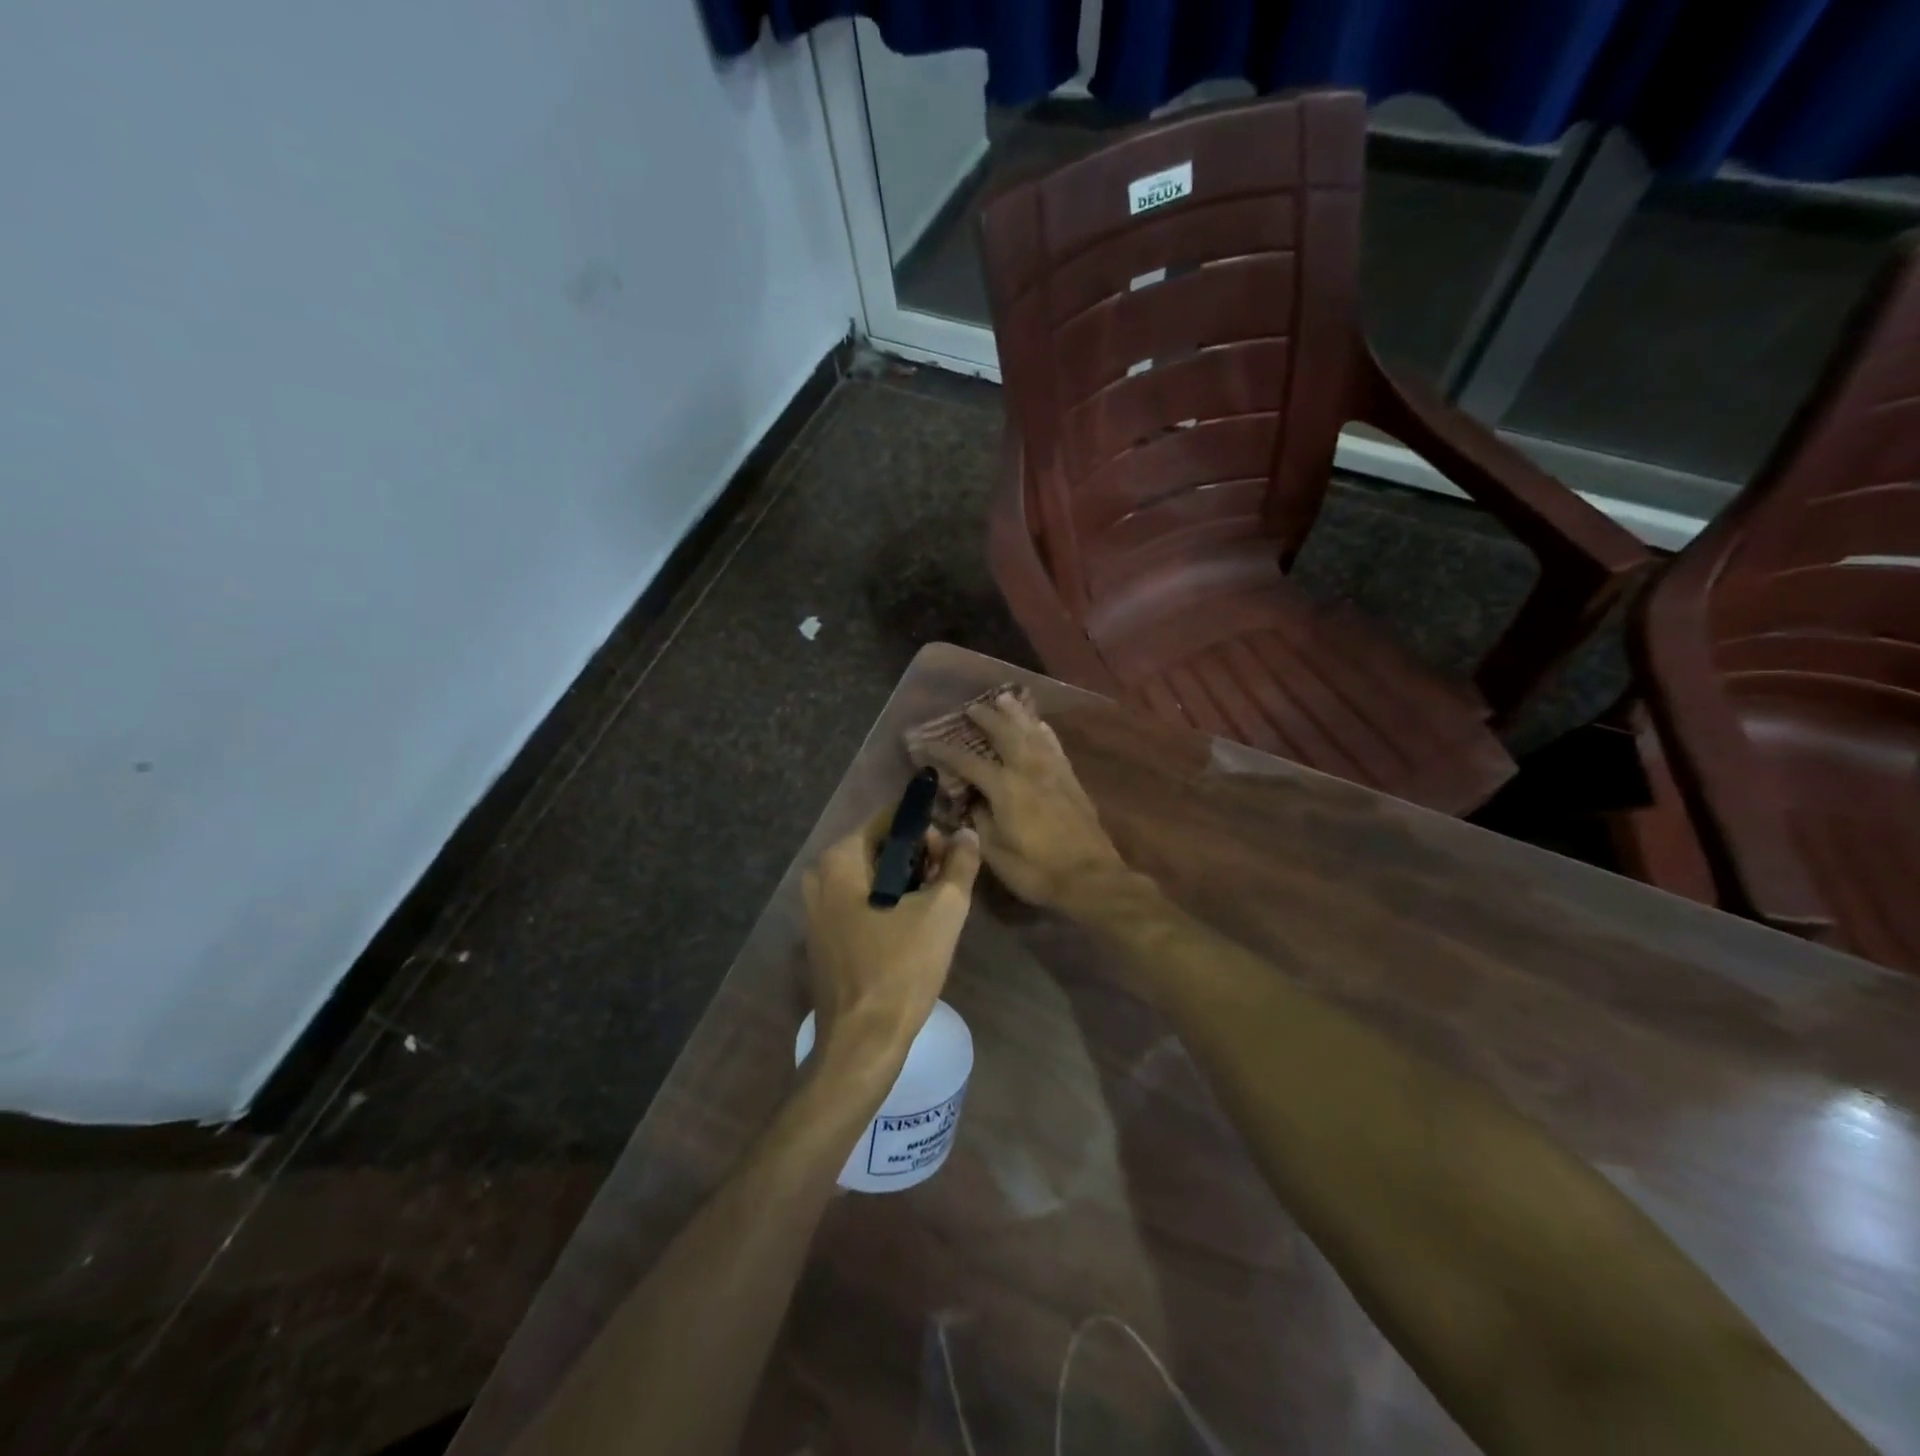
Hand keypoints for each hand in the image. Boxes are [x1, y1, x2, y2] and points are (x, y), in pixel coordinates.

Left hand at [802, 812, 980, 1066]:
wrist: (862, 1043)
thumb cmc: (901, 969)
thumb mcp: (943, 911)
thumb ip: (960, 863)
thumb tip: (966, 833)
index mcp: (840, 859)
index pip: (891, 819)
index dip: (928, 830)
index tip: (953, 856)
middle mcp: (819, 875)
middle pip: (881, 846)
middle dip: (919, 859)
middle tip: (947, 887)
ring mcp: (816, 908)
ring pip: (872, 876)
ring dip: (907, 884)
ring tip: (936, 911)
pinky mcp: (823, 936)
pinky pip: (860, 902)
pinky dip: (888, 905)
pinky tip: (912, 931)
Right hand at [915, 692, 1129, 913]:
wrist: (1090, 879)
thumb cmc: (1036, 871)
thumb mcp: (995, 853)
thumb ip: (979, 822)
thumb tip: (971, 803)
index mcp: (1005, 788)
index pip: (968, 763)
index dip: (945, 752)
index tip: (926, 742)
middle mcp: (1029, 771)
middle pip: (1005, 735)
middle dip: (986, 718)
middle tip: (971, 707)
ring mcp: (1054, 773)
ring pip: (1032, 733)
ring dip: (1017, 715)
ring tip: (1005, 698)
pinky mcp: (1071, 781)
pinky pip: (1054, 747)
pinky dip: (1044, 732)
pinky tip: (1040, 725)